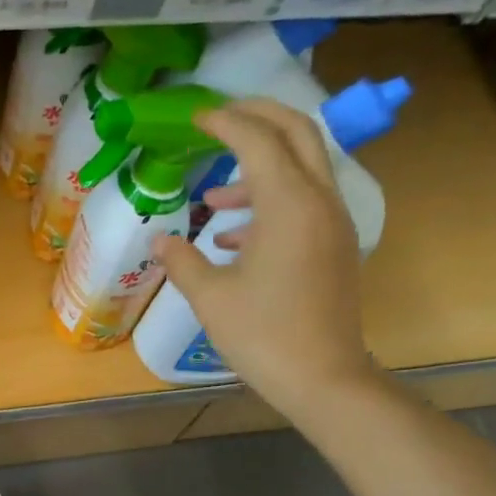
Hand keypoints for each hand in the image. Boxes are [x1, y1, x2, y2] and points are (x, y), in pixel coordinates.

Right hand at [151, 98, 377, 420]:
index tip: (195, 118)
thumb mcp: (210, 297)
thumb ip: (181, 259)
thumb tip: (159, 240)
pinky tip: (232, 237)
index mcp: (289, 205)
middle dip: (259, 117)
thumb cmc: (263, 335)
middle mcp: (319, 201)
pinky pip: (305, 203)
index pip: (258, 140)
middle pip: (298, 133)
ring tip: (214, 196)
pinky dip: (272, 202)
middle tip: (220, 117)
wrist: (323, 378)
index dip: (224, 122)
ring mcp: (334, 223)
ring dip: (261, 167)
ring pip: (303, 168)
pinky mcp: (336, 246)